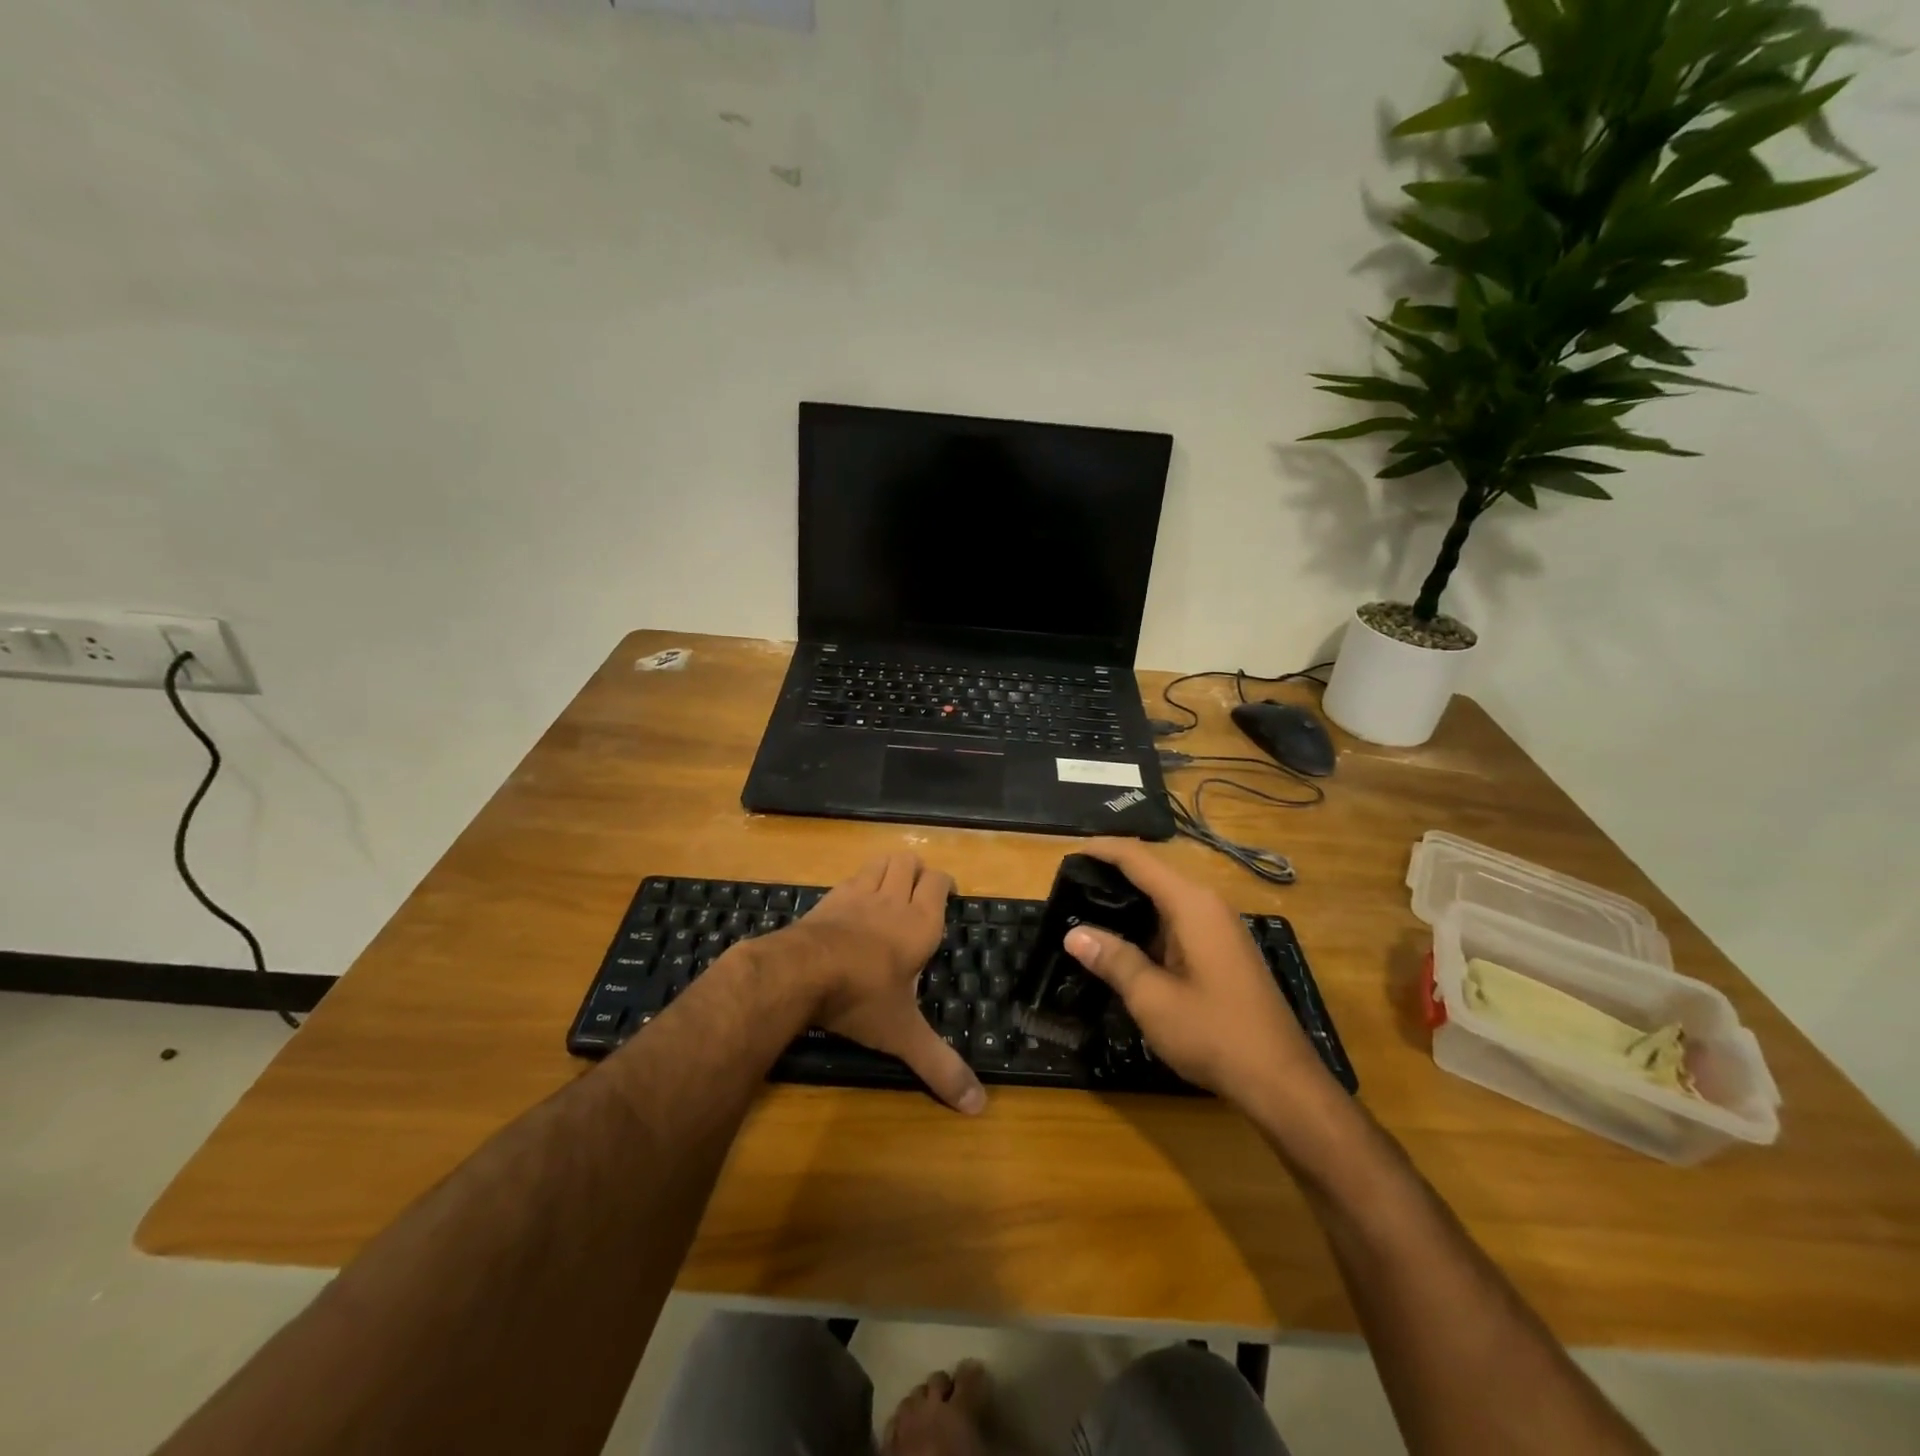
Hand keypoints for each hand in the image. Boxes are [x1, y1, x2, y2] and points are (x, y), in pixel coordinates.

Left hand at [792, 852, 985, 1115]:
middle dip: (917, 872)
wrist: (801, 972)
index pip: (939, 882)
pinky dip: (858, 883)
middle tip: (918, 894)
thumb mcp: (904, 1035)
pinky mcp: (828, 898)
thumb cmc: (863, 997)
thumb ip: (940, 1066)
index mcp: (920, 923)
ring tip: (890, 891)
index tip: (947, 895)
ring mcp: (857, 894)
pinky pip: (850, 878)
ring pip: (880, 862)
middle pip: (909, 862)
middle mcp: (893, 900)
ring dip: (889, 869)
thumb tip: (979, 1107)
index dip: (945, 884)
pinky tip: (854, 906)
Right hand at [1061, 839, 1332, 1105]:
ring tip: (1086, 911)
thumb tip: (1074, 934)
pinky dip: (1147, 923)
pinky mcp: (1223, 950)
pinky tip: (1124, 943)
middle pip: (1153, 873)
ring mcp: (1219, 927)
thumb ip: (1113, 960)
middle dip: (1111, 874)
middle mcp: (1208, 905)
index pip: (1139, 859)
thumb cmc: (1214, 1034)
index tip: (1068, 853)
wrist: (1281, 1081)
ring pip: (1165, 899)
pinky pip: (1177, 921)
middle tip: (1069, 886)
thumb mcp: (1152, 999)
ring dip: (1128, 901)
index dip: (1102, 850)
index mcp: (1191, 905)